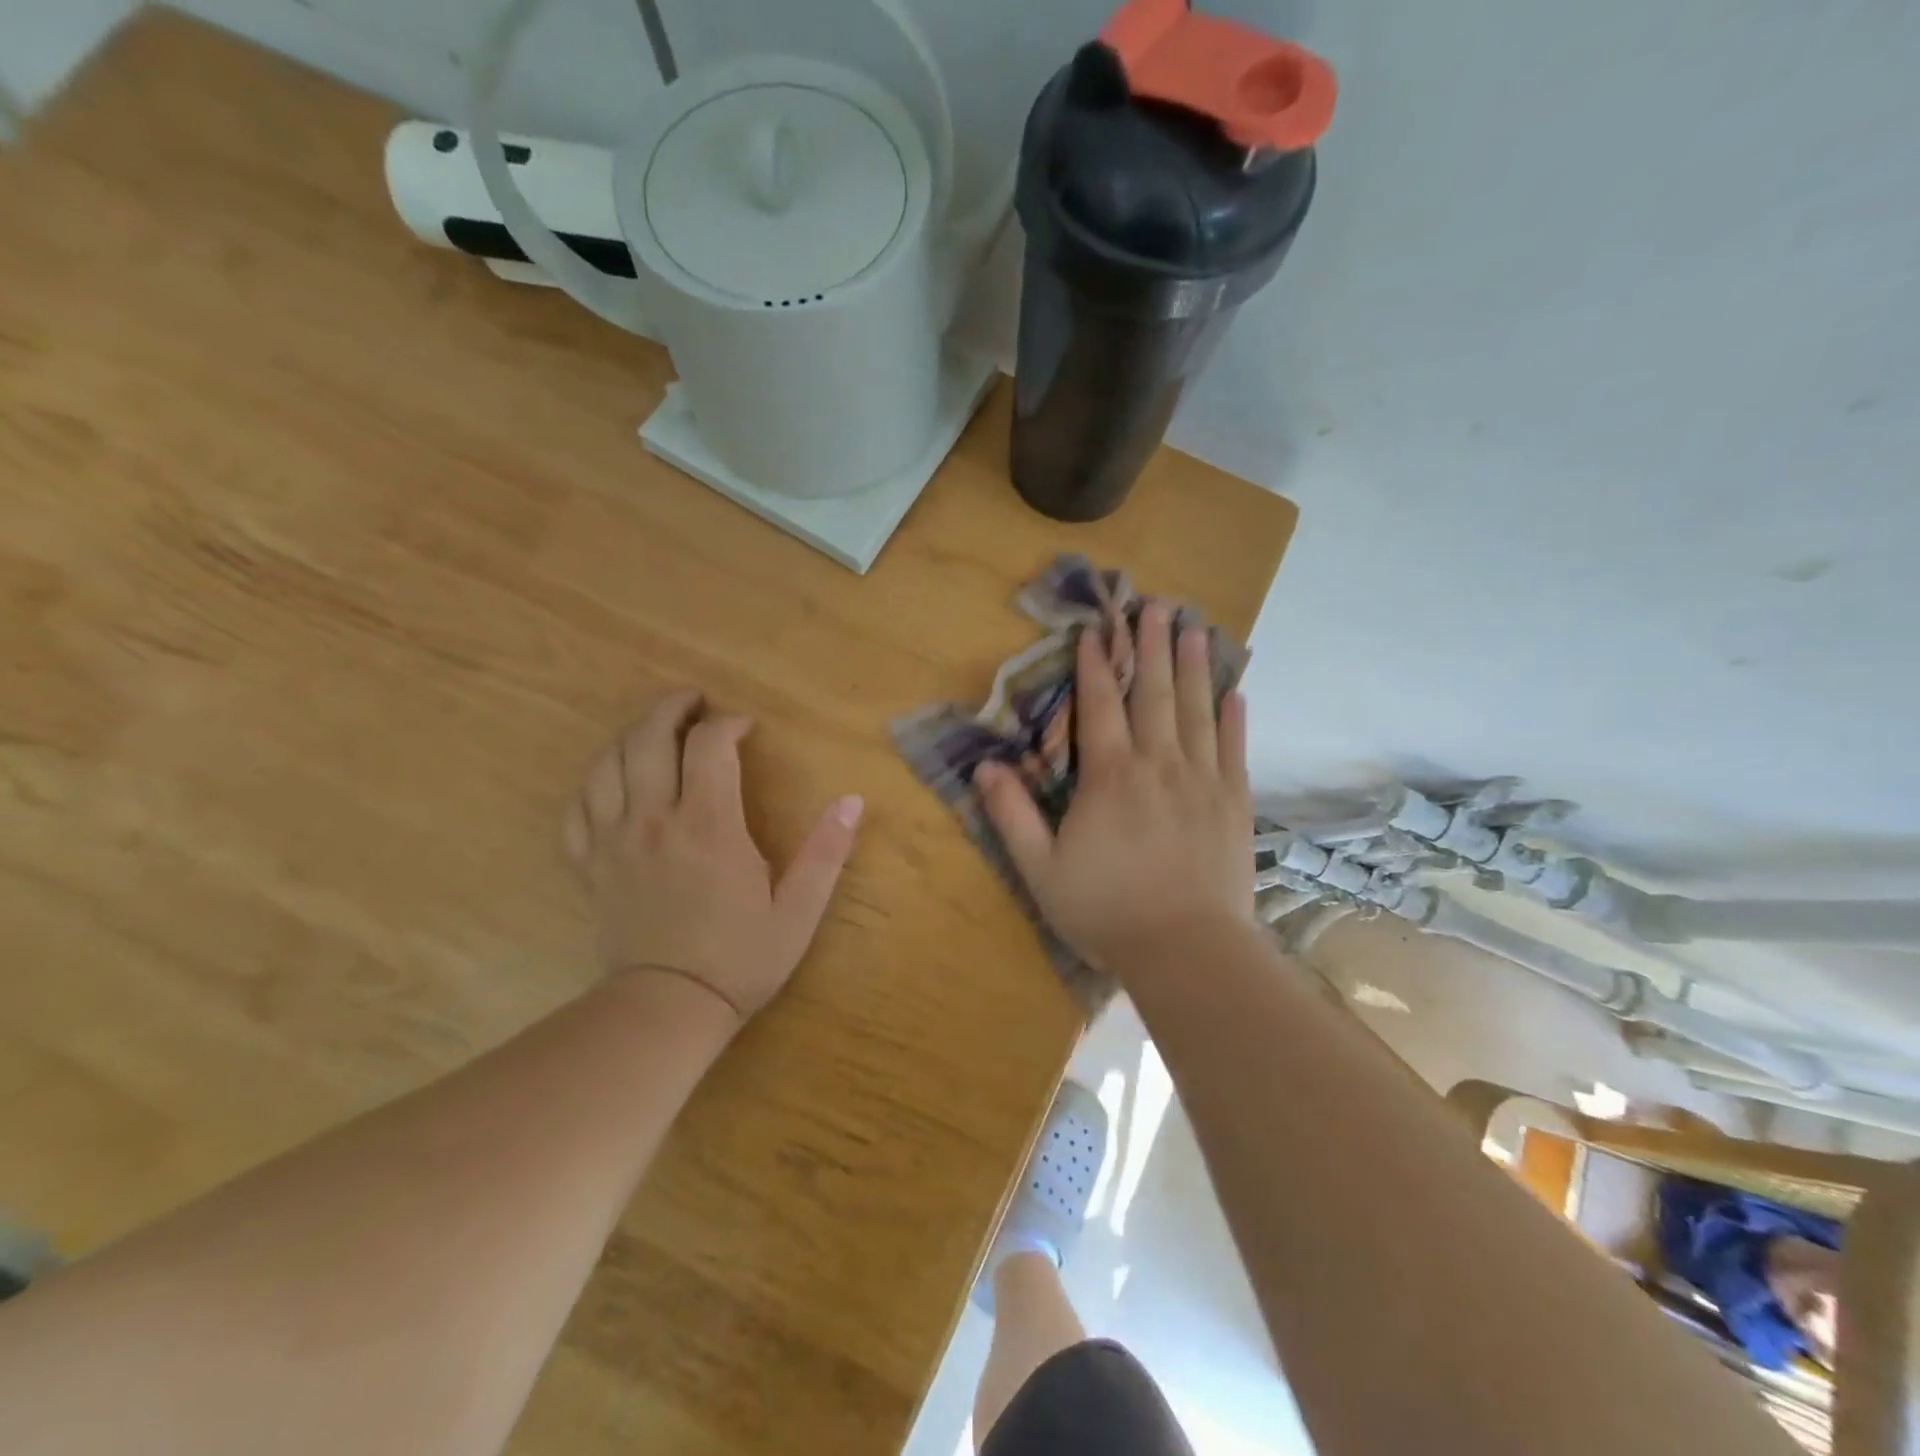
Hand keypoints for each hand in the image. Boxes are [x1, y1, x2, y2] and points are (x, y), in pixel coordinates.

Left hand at [563, 690, 862, 1023]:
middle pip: (648, 738)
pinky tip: (608, 782)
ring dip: (628, 735)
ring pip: (606, 764)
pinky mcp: (591, 866)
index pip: (710, 746)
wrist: (667, 1011)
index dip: (728, 724)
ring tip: (652, 730)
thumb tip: (852, 801)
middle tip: (691, 702)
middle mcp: (655, 820)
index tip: (746, 727)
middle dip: (671, 709)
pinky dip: (591, 784)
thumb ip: (826, 852)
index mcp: (708, 825)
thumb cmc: (739, 959)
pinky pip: (576, 809)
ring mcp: (614, 842)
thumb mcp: (798, 910)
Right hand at [974, 601, 1254, 976]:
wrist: (1186, 950)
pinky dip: (1233, 719)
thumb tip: (986, 767)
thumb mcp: (1041, 869)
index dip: (1096, 665)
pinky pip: (1234, 750)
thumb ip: (1012, 815)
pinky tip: (1235, 692)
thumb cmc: (1106, 911)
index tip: (1096, 630)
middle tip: (1156, 604)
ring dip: (1193, 667)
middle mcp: (1158, 765)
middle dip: (1151, 646)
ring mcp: (1202, 781)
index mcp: (1110, 777)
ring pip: (1197, 711)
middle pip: (1153, 694)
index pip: (1100, 706)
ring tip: (1194, 627)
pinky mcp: (1234, 803)